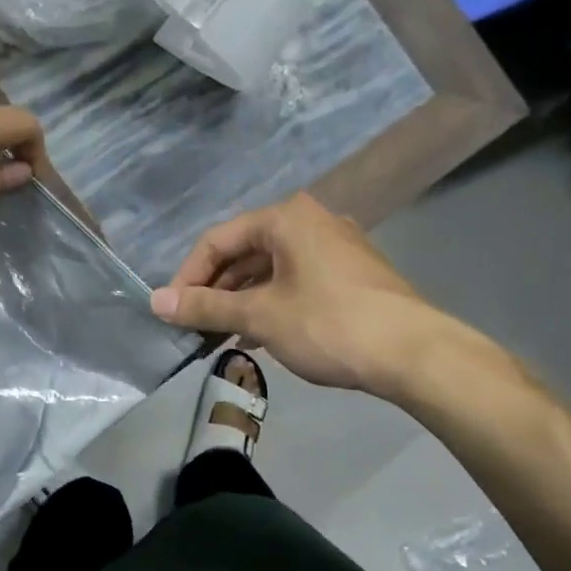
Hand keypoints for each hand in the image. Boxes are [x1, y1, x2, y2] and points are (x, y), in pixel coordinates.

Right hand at [149, 194, 466, 398]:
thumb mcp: (260, 316)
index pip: (218, 240)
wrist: (414, 352)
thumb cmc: (329, 324)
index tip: (173, 311)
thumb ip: (205, 306)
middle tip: (196, 325)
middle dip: (216, 289)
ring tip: (224, 335)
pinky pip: (297, 279)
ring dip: (243, 299)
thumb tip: (156, 302)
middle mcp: (311, 220)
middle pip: (245, 251)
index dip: (188, 276)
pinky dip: (273, 302)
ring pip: (272, 268)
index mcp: (285, 218)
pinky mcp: (353, 272)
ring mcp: (336, 246)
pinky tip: (261, 334)